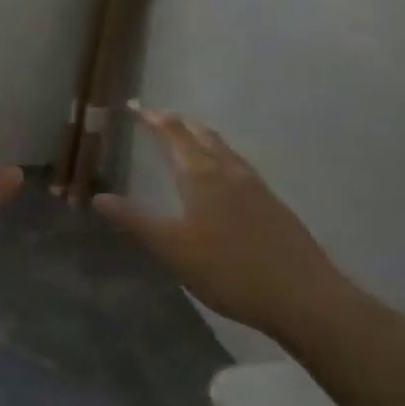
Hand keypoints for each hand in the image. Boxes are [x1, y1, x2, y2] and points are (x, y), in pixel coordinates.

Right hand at [94, 106, 353, 338]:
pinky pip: (239, 166)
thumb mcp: (172, 249)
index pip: (173, 135)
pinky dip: (220, 157)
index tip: (136, 107)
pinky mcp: (273, 205)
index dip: (154, 119)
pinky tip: (222, 178)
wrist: (305, 298)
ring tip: (188, 138)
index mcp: (202, 176)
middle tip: (158, 118)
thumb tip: (99, 197)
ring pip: (224, 149)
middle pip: (202, 135)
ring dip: (202, 138)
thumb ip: (136, 221)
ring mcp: (256, 187)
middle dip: (178, 123)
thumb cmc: (229, 271)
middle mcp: (230, 172)